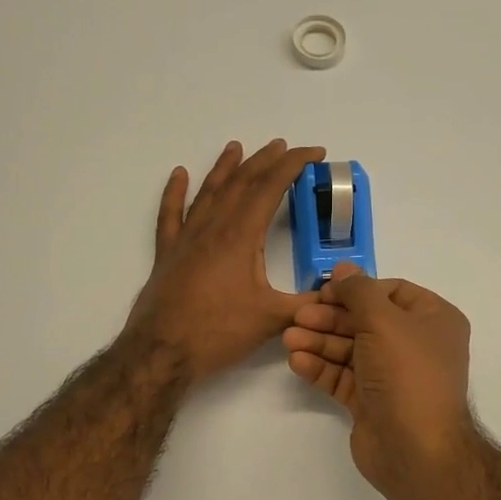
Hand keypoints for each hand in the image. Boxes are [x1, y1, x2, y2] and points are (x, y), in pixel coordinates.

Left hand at [126, 139, 325, 383]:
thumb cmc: (218, 333)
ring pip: (208, 191)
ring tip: (236, 147)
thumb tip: (339, 296)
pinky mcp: (167, 253)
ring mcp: (186, 238)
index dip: (294, 165)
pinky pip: (170, 214)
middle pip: (241, 182)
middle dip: (265, 161)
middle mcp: (213, 228)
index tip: (314, 153)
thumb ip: (308, 304)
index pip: (271, 187)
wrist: (161, 352)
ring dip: (224, 167)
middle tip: (283, 147)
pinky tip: (178, 175)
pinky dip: (174, 192)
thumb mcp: (272, 319)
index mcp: (240, 236)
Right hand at [285, 264, 475, 498]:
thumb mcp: (384, 320)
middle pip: (366, 320)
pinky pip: (344, 376)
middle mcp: (416, 344)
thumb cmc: (407, 373)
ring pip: (351, 349)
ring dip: (320, 342)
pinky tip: (297, 361)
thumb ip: (359, 291)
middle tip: (299, 316)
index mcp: (433, 319)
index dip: (356, 289)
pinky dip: (321, 367)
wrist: (416, 449)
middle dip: (331, 318)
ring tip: (289, 339)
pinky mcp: (372, 401)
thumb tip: (343, 269)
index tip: (323, 291)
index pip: (390, 292)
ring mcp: (393, 375)